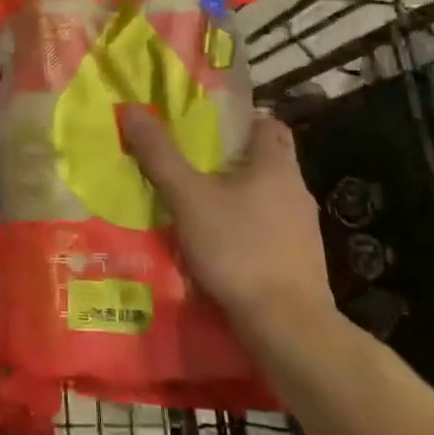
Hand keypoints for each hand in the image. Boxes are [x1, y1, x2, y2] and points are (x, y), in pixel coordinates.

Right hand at [120, 106, 333, 335]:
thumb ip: (160, 155)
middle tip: (190, 163)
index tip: (206, 126)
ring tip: (197, 205)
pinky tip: (218, 246)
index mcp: (276, 165)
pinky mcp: (300, 262)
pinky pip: (267, 231)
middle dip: (230, 160)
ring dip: (236, 198)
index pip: (266, 123)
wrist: (287, 327)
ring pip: (265, 198)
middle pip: (264, 160)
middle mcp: (296, 190)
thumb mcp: (188, 198)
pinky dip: (244, 230)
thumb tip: (131, 108)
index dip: (239, 119)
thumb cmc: (239, 249)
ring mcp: (302, 229)